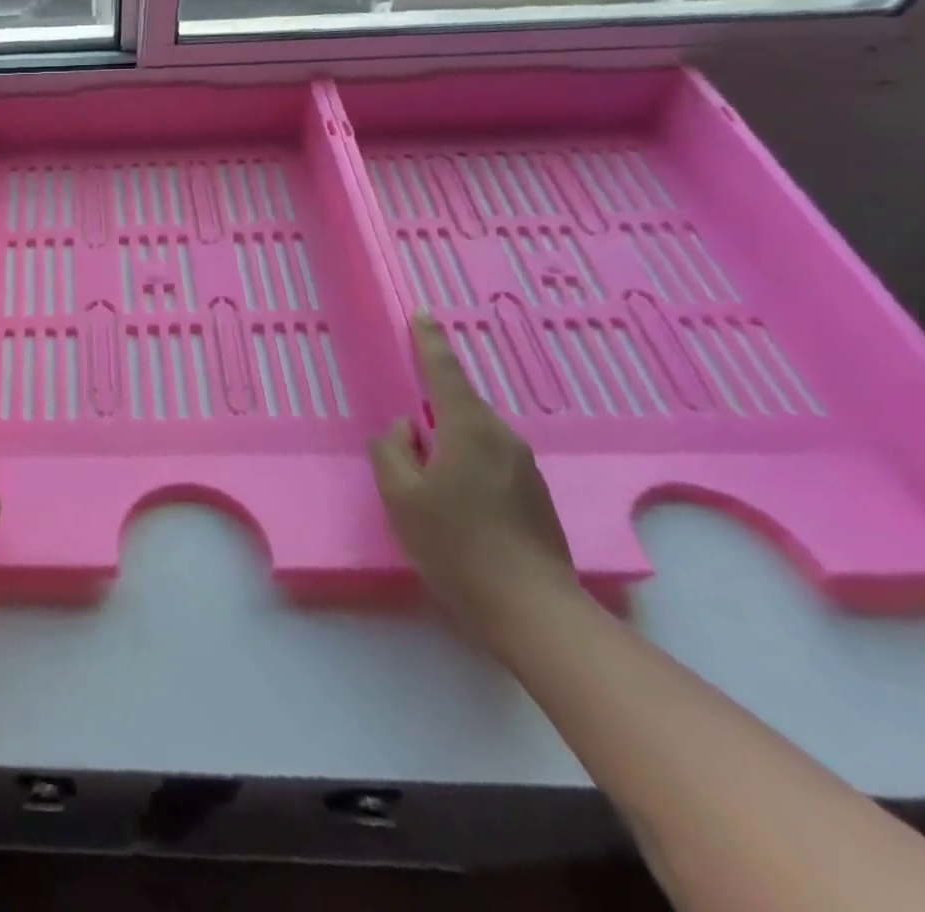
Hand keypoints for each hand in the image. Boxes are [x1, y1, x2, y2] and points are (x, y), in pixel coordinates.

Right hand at [369, 316, 580, 645]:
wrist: (532, 610)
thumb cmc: (456, 545)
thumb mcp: (400, 494)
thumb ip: (391, 450)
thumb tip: (404, 429)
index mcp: (469, 428)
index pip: (445, 371)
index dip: (430, 342)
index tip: (423, 315)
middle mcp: (502, 438)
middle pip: (460, 404)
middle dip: (433, 403)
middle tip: (407, 422)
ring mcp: (523, 467)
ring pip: (474, 435)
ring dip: (448, 438)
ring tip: (424, 469)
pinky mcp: (533, 495)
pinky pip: (488, 459)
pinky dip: (464, 460)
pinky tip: (451, 496)